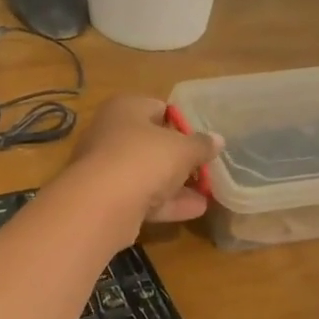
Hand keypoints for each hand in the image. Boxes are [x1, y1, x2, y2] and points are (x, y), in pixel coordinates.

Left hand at [65, 95, 222, 233]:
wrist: (101, 203)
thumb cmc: (144, 158)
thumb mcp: (182, 148)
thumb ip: (201, 144)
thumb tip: (218, 139)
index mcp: (124, 108)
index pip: (158, 108)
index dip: (182, 123)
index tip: (202, 139)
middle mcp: (110, 133)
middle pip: (151, 143)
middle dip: (178, 157)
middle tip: (206, 167)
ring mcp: (106, 168)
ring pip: (147, 173)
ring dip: (176, 183)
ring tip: (207, 192)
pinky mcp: (106, 199)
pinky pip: (142, 198)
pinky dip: (167, 203)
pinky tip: (195, 210)